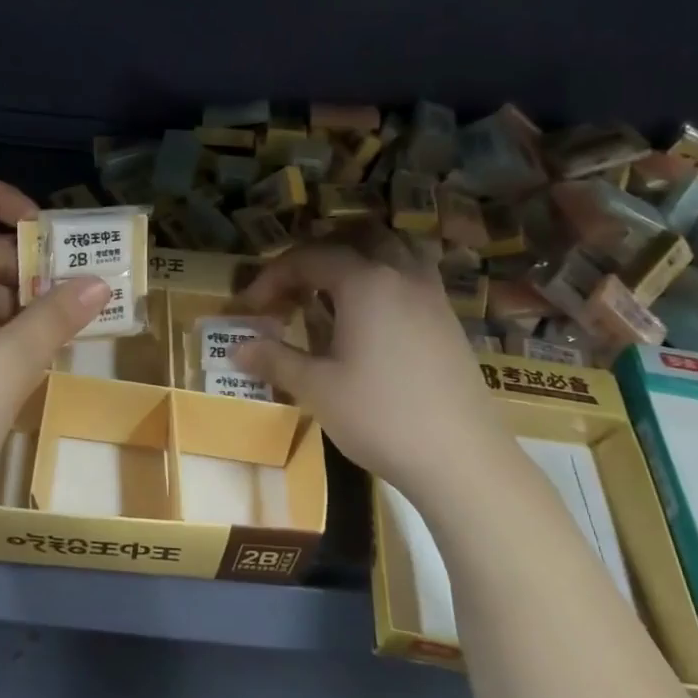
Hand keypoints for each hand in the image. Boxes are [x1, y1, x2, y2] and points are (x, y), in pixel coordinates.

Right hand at [234, 234, 510, 503]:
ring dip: (358, 260)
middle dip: (317, 256)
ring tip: (333, 292)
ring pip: (393, 250)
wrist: (461, 457)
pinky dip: (385, 279)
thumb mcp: (317, 389)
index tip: (250, 306)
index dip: (273, 277)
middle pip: (356, 239)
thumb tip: (236, 348)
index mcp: (366, 282)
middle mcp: (401, 275)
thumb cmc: (380, 416)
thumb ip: (275, 359)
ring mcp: (432, 295)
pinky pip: (413, 276)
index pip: (309, 258)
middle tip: (294, 288)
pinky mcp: (449, 319)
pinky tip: (372, 318)